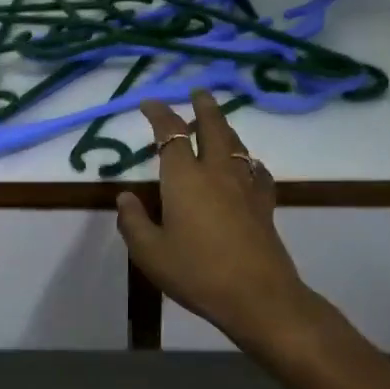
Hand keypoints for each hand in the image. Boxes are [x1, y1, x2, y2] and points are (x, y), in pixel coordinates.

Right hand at [114, 91, 325, 350]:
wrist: (258, 296)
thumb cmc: (196, 272)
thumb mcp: (150, 253)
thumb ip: (133, 222)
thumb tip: (125, 196)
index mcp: (184, 177)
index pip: (170, 133)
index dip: (159, 113)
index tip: (148, 103)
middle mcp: (217, 172)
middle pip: (213, 126)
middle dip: (203, 106)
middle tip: (198, 92)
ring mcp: (245, 186)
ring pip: (237, 144)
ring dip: (225, 127)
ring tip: (218, 123)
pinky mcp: (264, 205)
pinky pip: (256, 171)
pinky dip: (248, 161)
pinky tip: (247, 168)